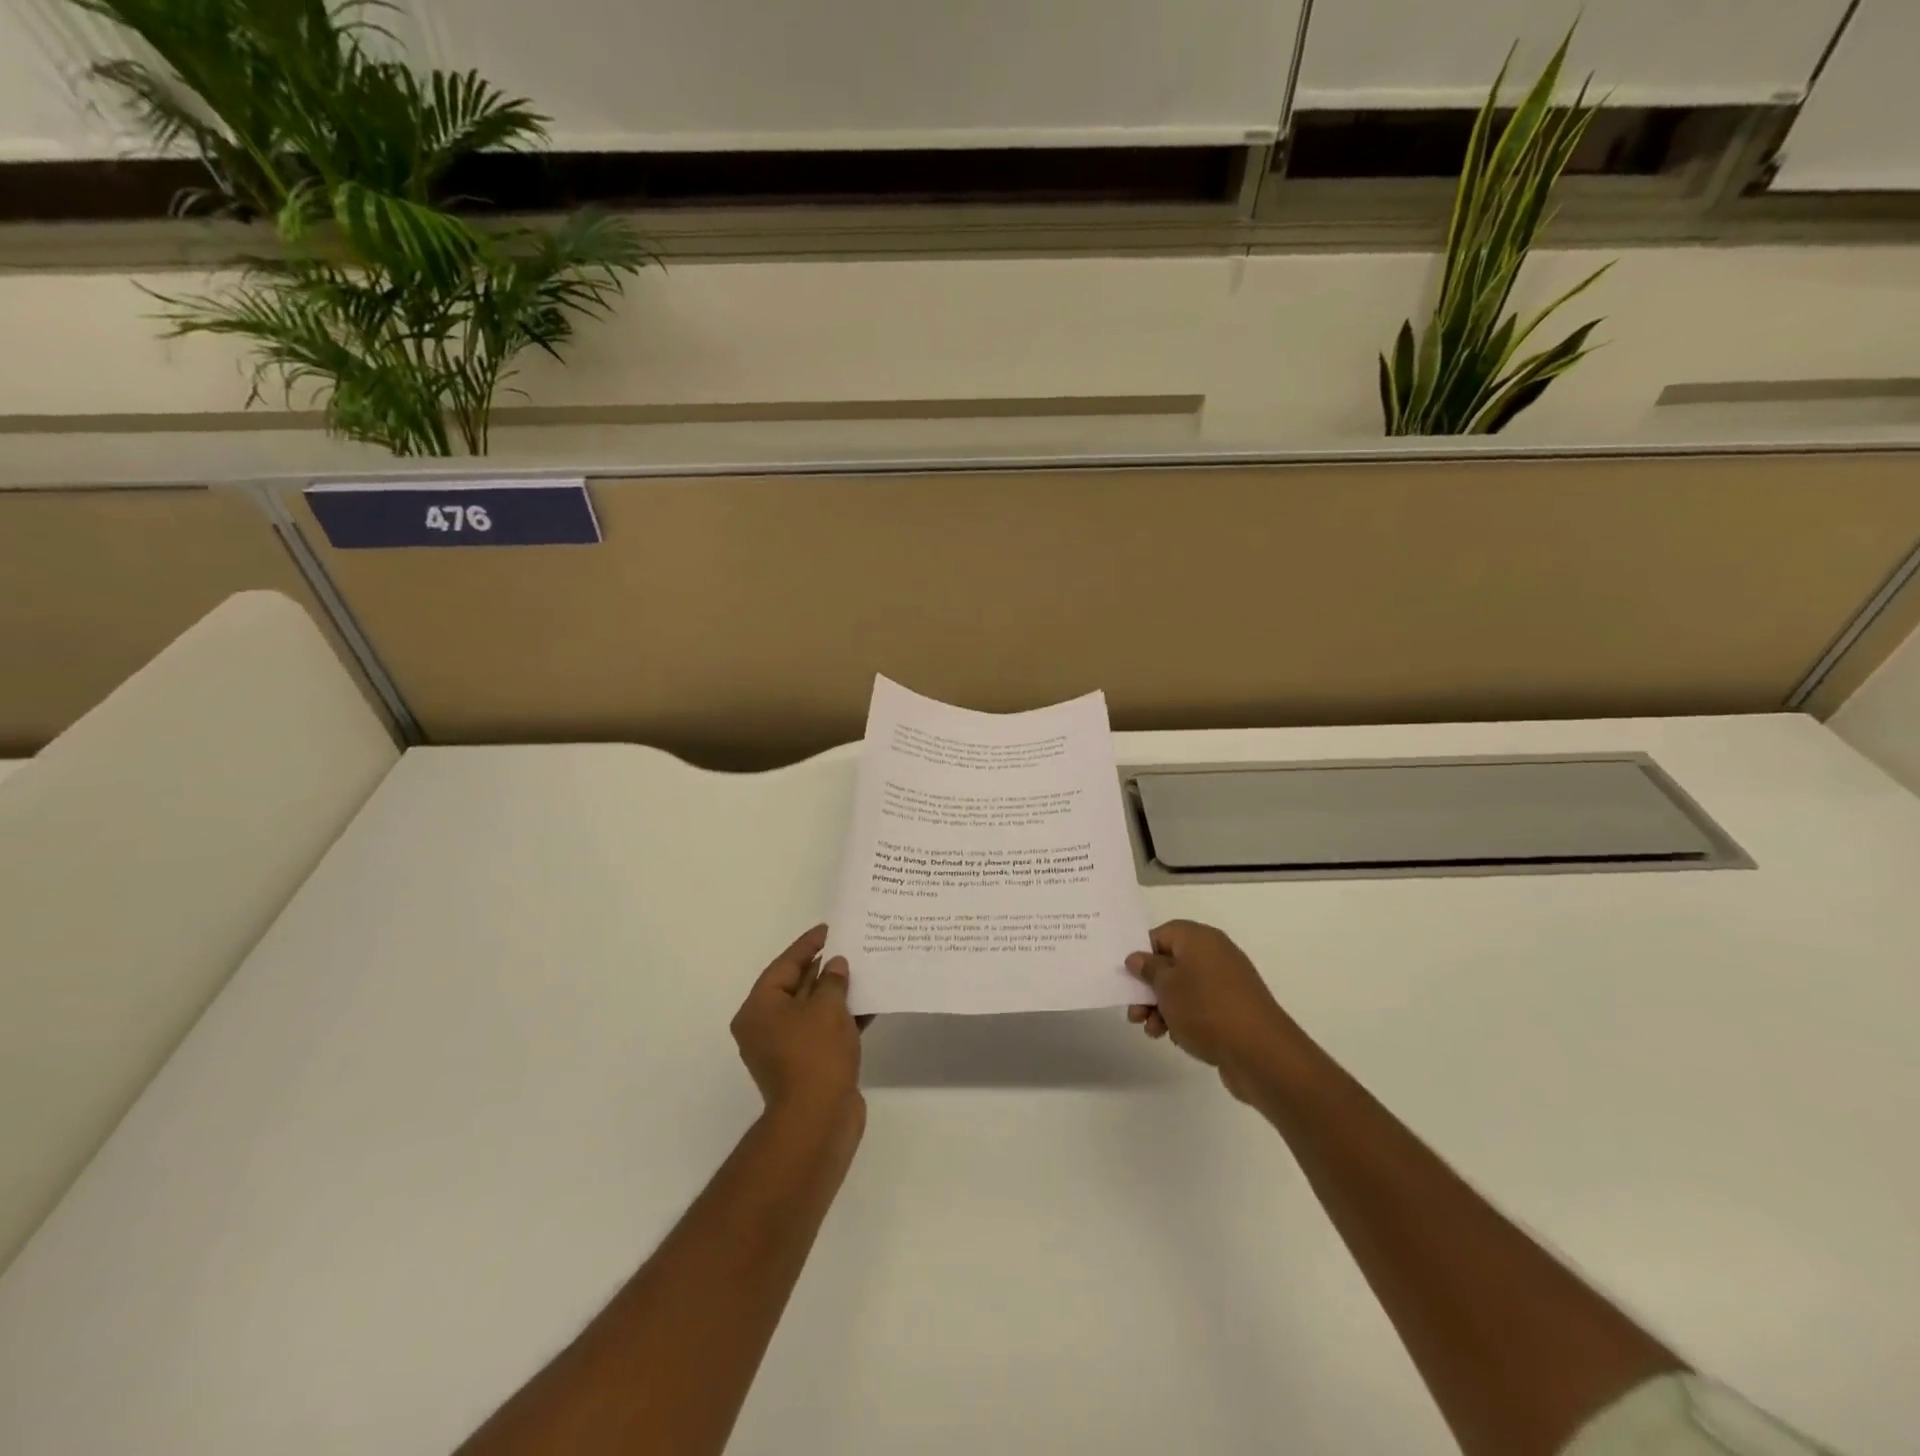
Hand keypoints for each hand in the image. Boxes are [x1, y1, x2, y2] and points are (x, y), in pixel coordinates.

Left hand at [731, 925, 864, 1124]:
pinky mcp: (808, 1065)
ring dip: (838, 993)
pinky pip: (825, 1031)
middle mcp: (766, 1027)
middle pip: (797, 986)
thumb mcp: (826, 1008)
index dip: (808, 945)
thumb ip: (832, 980)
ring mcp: (787, 1048)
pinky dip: (844, 1018)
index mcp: (759, 1009)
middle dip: (825, 968)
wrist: (818, 1120)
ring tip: (866, 969)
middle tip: (852, 946)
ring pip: (814, 1010)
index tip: (830, 929)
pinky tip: (870, 1003)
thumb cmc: (815, 1054)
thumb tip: (836, 966)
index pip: (784, 965)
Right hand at [1125, 920, 1302, 1103]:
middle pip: (1171, 964)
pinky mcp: (1235, 1008)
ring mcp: (1228, 982)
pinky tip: (1176, 1038)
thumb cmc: (1205, 1009)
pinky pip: (1201, 1006)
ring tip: (1153, 1031)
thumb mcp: (1166, 987)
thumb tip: (1138, 957)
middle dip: (1149, 989)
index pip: (1162, 934)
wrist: (1260, 1052)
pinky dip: (1185, 1018)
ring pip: (1184, 988)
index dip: (1142, 954)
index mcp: (1199, 938)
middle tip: (1135, 1012)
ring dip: (1163, 1008)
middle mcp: (1216, 954)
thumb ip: (1148, 969)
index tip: (1129, 978)